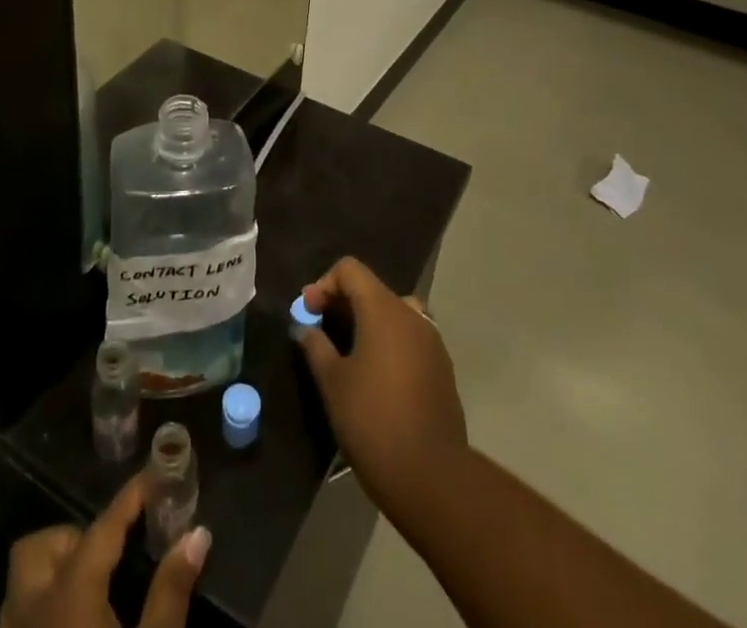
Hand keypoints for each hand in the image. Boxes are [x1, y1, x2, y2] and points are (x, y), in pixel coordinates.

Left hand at [0, 474, 209, 627]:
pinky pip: (19, 620)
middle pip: (38, 548)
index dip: (131, 497)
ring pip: (23, 584)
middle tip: (111, 557)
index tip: (155, 474)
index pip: (104, 526)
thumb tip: (197, 534)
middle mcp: (32, 609)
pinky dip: (43, 608)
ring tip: (95, 595)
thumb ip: (171, 593)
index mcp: (70, 595)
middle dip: (72, 539)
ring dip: (54, 573)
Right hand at [297, 257, 468, 520]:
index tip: (308, 313)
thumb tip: (305, 327)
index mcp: (383, 309)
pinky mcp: (442, 367)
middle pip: (372, 289)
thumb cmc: (373, 421)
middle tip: (321, 331)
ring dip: (367, 322)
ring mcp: (431, 340)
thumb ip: (315, 346)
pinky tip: (375, 375)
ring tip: (347, 352)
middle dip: (342, 303)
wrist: (432, 476)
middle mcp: (411, 314)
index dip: (324, 284)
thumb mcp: (332, 383)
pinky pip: (409, 337)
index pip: (350, 269)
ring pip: (393, 312)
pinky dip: (388, 341)